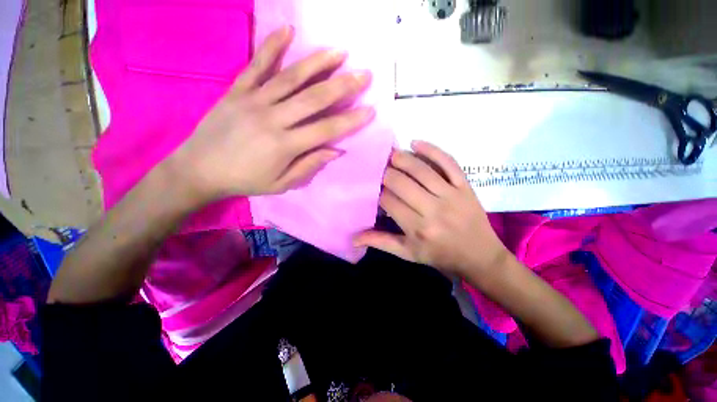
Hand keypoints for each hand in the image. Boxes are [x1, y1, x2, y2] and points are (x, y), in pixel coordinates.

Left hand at [168, 26, 374, 202]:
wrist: (199, 169)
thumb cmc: (245, 180)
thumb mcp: (282, 184)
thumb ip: (309, 165)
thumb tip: (335, 150)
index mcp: (285, 145)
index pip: (326, 129)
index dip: (350, 120)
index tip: (370, 110)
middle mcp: (273, 118)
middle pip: (314, 99)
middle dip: (343, 86)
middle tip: (364, 75)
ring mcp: (254, 100)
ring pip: (291, 77)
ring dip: (318, 63)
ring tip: (340, 52)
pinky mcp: (237, 90)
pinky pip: (257, 65)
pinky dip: (272, 46)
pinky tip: (288, 31)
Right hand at [354, 141, 508, 276]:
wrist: (480, 256)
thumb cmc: (440, 256)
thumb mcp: (409, 254)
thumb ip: (381, 242)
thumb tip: (354, 238)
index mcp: (417, 228)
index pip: (388, 201)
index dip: (376, 191)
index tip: (371, 186)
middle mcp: (433, 209)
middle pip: (401, 182)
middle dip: (384, 172)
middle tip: (376, 167)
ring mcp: (451, 195)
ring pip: (421, 169)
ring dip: (401, 158)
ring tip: (389, 153)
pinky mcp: (465, 186)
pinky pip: (448, 162)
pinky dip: (431, 150)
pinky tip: (415, 143)